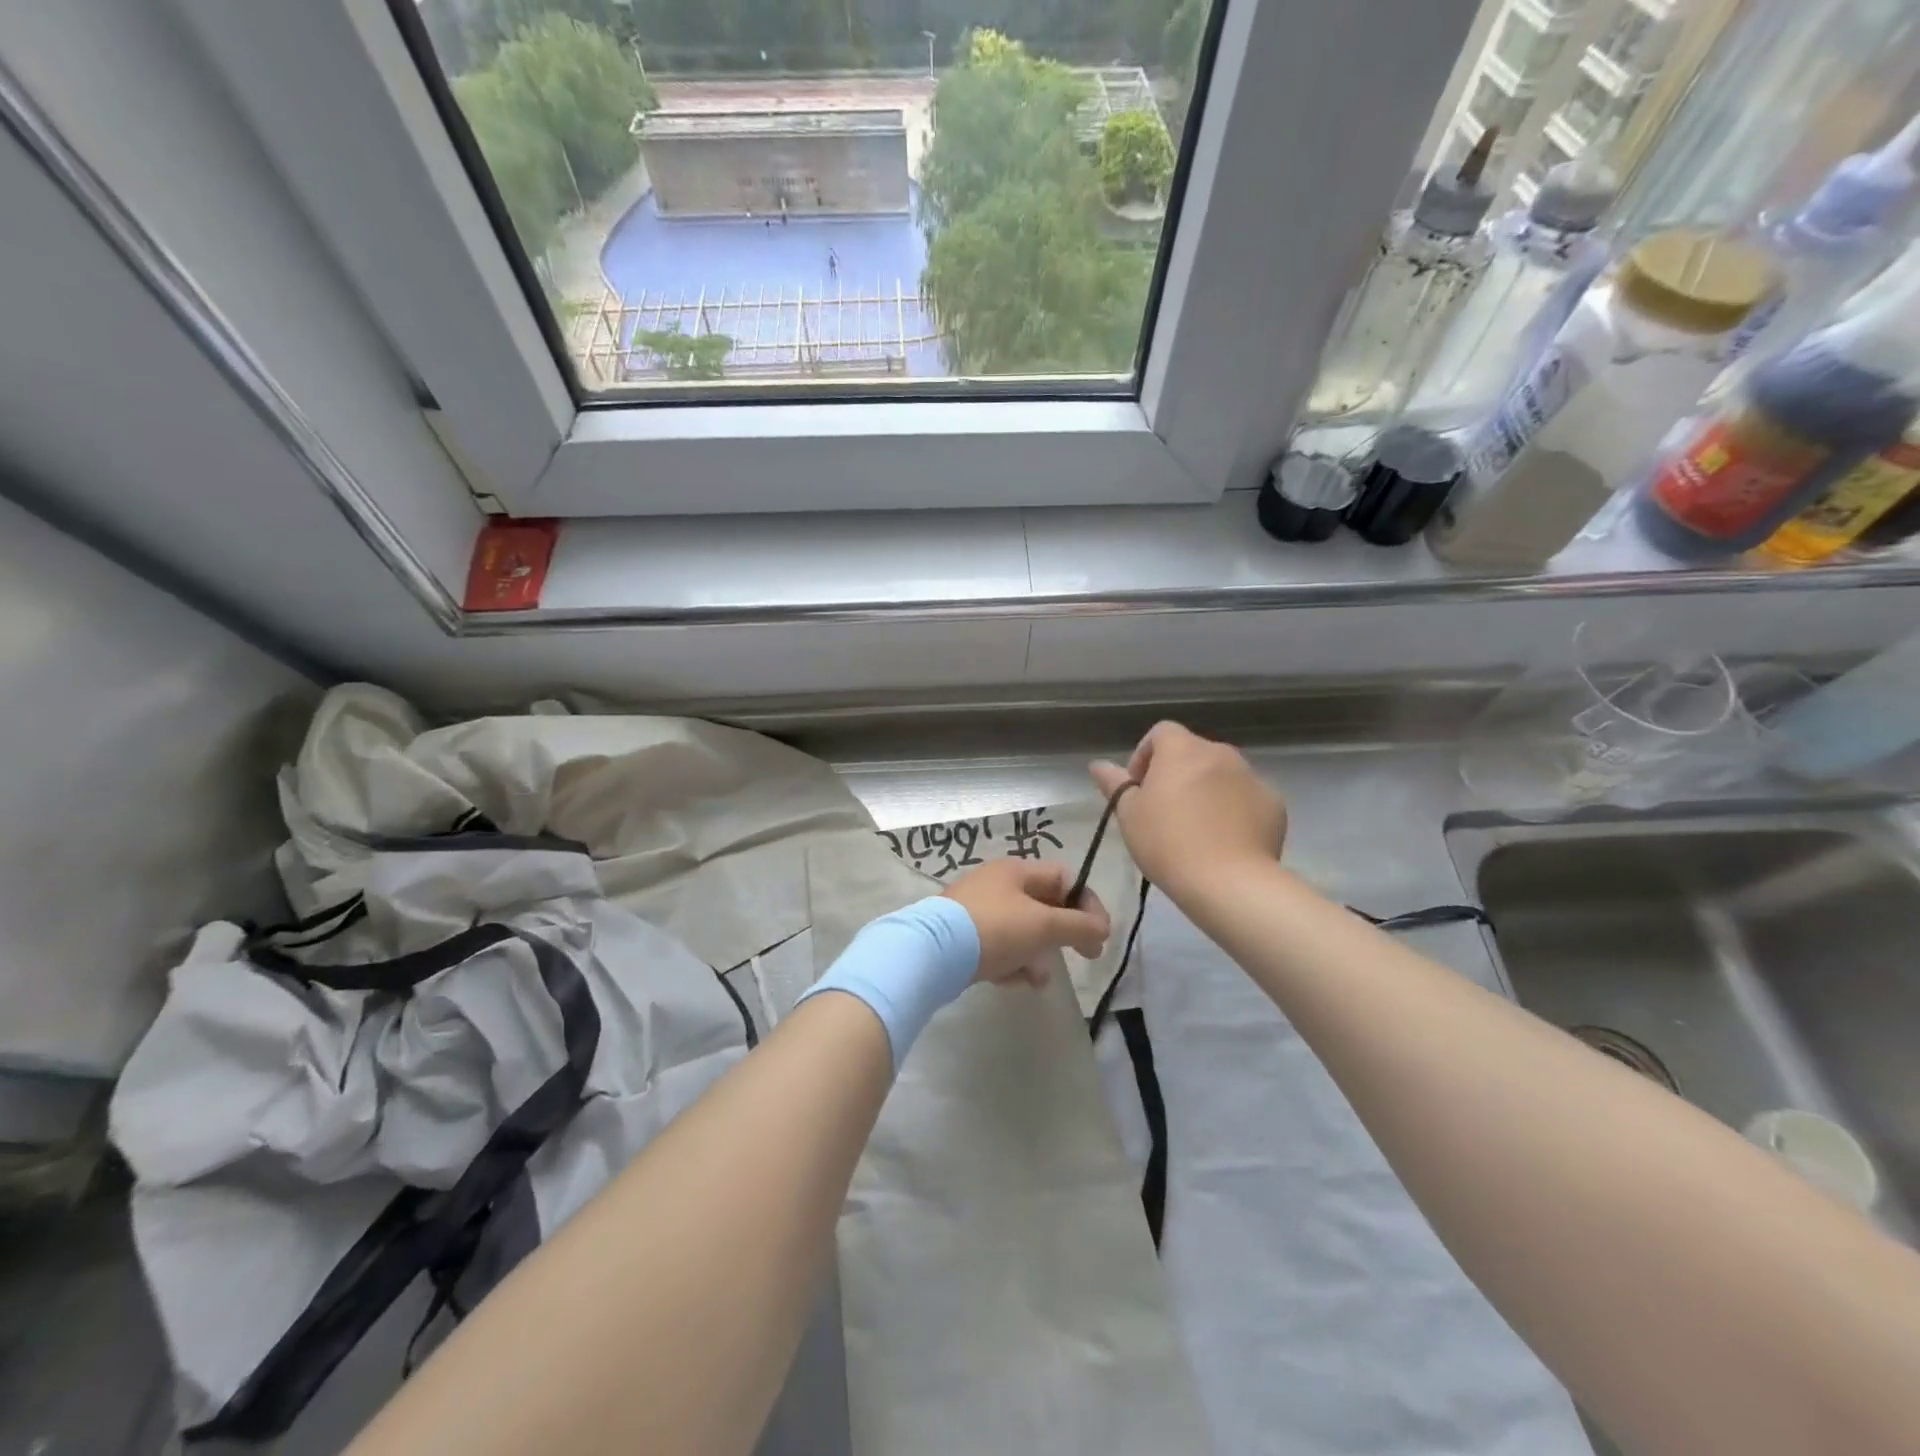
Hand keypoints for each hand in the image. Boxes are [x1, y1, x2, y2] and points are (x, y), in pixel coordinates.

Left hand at [944, 859, 1110, 988]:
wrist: (932, 953)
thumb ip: (1079, 926)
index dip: (1087, 904)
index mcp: (1016, 870)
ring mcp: (978, 911)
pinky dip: (1011, 964)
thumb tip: (1102, 928)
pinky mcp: (964, 938)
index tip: (1099, 935)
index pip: (1065, 878)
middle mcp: (997, 885)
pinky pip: (1000, 948)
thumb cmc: (994, 929)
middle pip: (1045, 906)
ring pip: (1023, 931)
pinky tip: (1011, 982)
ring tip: (1037, 978)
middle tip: (1085, 956)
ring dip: (1037, 955)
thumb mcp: (1043, 925)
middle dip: (1063, 934)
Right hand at [1089, 722, 1286, 899]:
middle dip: (1176, 774)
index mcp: (1182, 749)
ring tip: (1196, 829)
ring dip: (1206, 791)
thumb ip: (1115, 784)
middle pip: (1193, 753)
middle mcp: (1220, 753)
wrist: (1229, 882)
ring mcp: (1252, 777)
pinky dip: (1234, 810)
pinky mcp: (1274, 803)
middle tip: (1164, 812)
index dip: (1144, 756)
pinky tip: (1225, 840)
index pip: (1161, 732)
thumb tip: (1098, 764)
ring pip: (1221, 775)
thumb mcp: (1129, 814)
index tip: (1138, 789)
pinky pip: (1246, 798)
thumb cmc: (1167, 843)